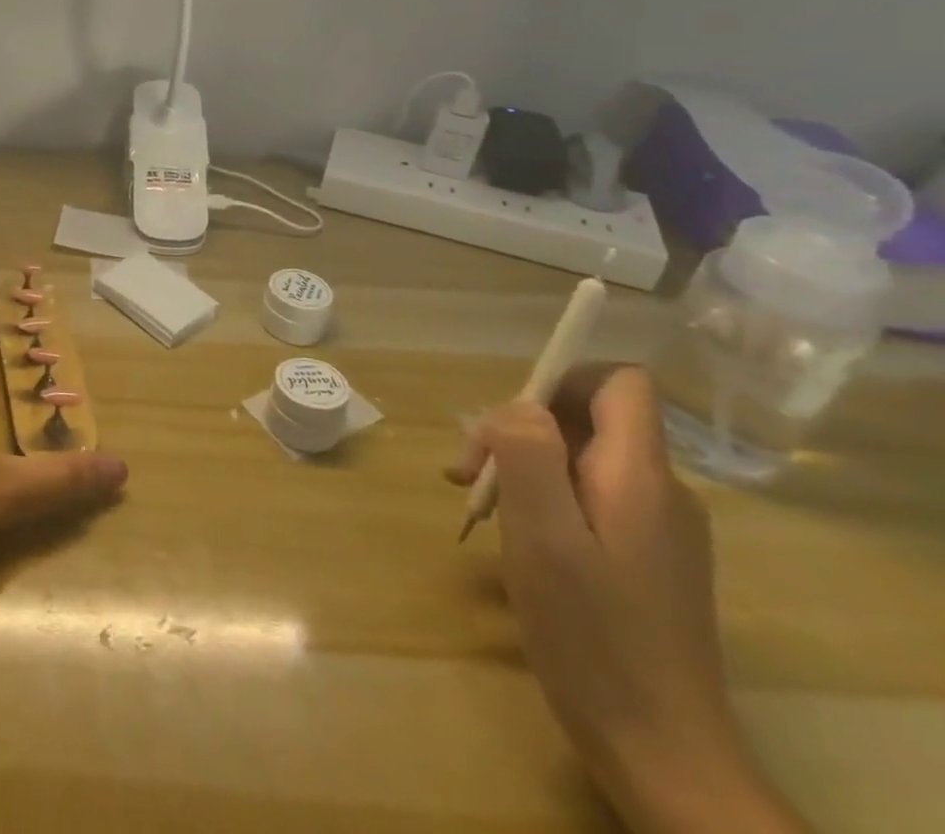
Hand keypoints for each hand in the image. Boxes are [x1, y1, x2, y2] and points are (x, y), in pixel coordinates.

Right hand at [450, 365, 804, 833]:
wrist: (659, 750)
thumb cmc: (591, 633)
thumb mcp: (543, 535)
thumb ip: (530, 454)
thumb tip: (520, 407)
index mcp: (641, 477)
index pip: (620, 382)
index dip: (560, 377)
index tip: (508, 419)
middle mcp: (659, 493)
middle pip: (587, 420)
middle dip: (519, 431)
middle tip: (469, 477)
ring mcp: (656, 529)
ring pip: (580, 460)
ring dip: (522, 467)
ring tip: (480, 507)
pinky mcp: (644, 559)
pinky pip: (588, 499)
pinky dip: (542, 500)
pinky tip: (513, 537)